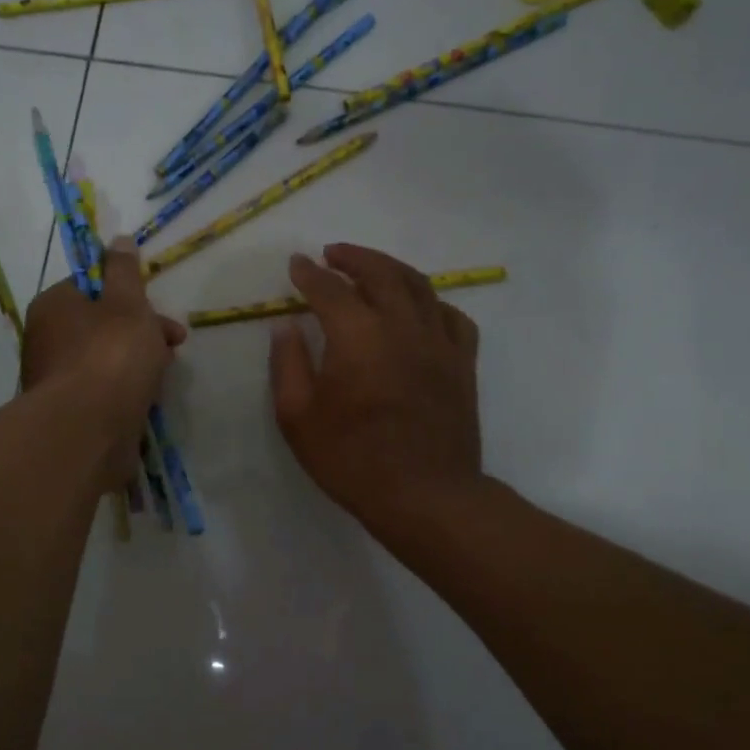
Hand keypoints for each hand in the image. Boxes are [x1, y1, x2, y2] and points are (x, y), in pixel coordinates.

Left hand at [22, 237, 186, 489]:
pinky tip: (145, 402)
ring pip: (105, 360)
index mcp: (54, 306)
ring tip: (162, 379)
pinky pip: (103, 392)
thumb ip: (125, 272)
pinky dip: (125, 392)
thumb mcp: (127, 303)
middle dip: (143, 332)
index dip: (131, 295)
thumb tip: (118, 240)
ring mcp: (56, 379)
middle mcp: (47, 340)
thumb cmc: (110, 356)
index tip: (161, 310)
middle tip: (173, 345)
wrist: (87, 430)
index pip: (93, 288)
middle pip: (102, 326)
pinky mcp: (69, 413)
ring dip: (137, 364)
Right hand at [269, 244, 482, 540]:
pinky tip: (420, 309)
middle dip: (353, 257)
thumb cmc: (351, 459)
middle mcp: (402, 326)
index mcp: (357, 336)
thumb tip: (286, 325)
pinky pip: (452, 316)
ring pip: (420, 286)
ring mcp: (439, 342)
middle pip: (380, 273)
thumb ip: (287, 364)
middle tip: (332, 253)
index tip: (296, 264)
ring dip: (391, 268)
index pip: (329, 289)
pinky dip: (432, 302)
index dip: (309, 274)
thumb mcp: (298, 417)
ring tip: (372, 268)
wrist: (423, 495)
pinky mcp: (463, 363)